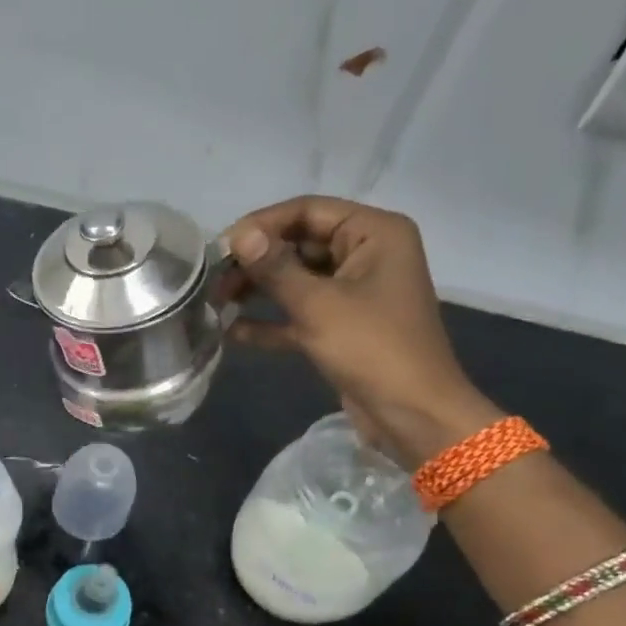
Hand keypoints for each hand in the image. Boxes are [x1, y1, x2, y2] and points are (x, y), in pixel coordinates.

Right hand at [221, 196, 499, 464]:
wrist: (412, 414)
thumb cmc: (372, 348)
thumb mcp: (318, 305)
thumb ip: (275, 268)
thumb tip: (238, 235)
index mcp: (374, 233)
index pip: (308, 211)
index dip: (262, 225)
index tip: (221, 248)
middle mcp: (366, 255)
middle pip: (299, 245)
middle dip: (256, 262)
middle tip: (214, 280)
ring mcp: (354, 294)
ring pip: (297, 281)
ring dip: (258, 290)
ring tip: (217, 303)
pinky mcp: (341, 328)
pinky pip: (300, 315)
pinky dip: (271, 322)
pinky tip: (233, 332)